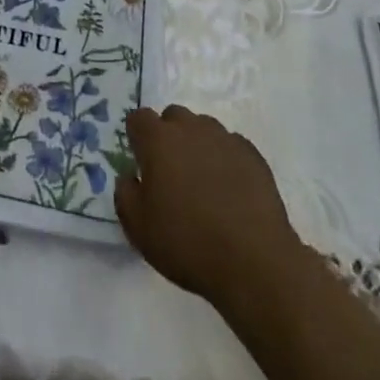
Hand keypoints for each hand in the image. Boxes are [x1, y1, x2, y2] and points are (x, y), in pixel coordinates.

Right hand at [114, 104, 298, 313]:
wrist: (254, 262)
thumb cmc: (188, 243)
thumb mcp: (138, 229)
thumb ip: (125, 194)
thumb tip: (130, 176)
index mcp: (158, 140)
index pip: (138, 118)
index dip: (137, 137)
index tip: (141, 161)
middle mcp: (190, 128)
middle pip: (173, 116)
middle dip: (168, 136)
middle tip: (172, 172)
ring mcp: (224, 138)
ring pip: (203, 128)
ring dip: (197, 144)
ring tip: (203, 182)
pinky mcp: (253, 154)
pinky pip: (230, 145)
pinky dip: (225, 159)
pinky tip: (230, 189)